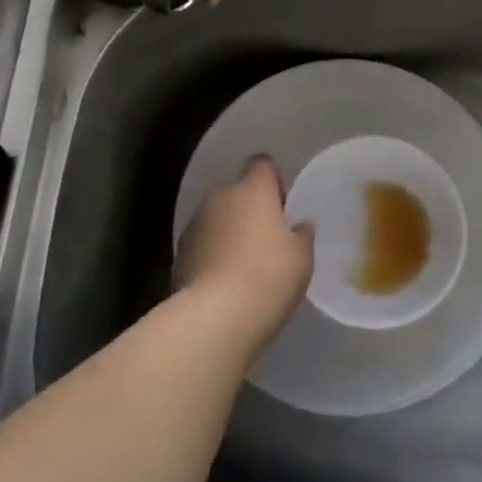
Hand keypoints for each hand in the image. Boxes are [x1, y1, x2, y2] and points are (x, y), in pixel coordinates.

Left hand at [175, 157, 314, 352]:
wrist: (214, 317)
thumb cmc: (268, 277)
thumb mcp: (302, 258)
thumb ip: (302, 235)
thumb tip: (300, 225)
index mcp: (253, 190)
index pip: (262, 164)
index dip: (274, 180)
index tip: (283, 207)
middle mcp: (220, 197)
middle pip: (238, 192)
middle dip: (251, 209)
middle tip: (268, 240)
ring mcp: (195, 224)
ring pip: (218, 217)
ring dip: (230, 231)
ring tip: (246, 264)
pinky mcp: (179, 253)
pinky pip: (203, 243)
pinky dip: (213, 253)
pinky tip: (225, 281)